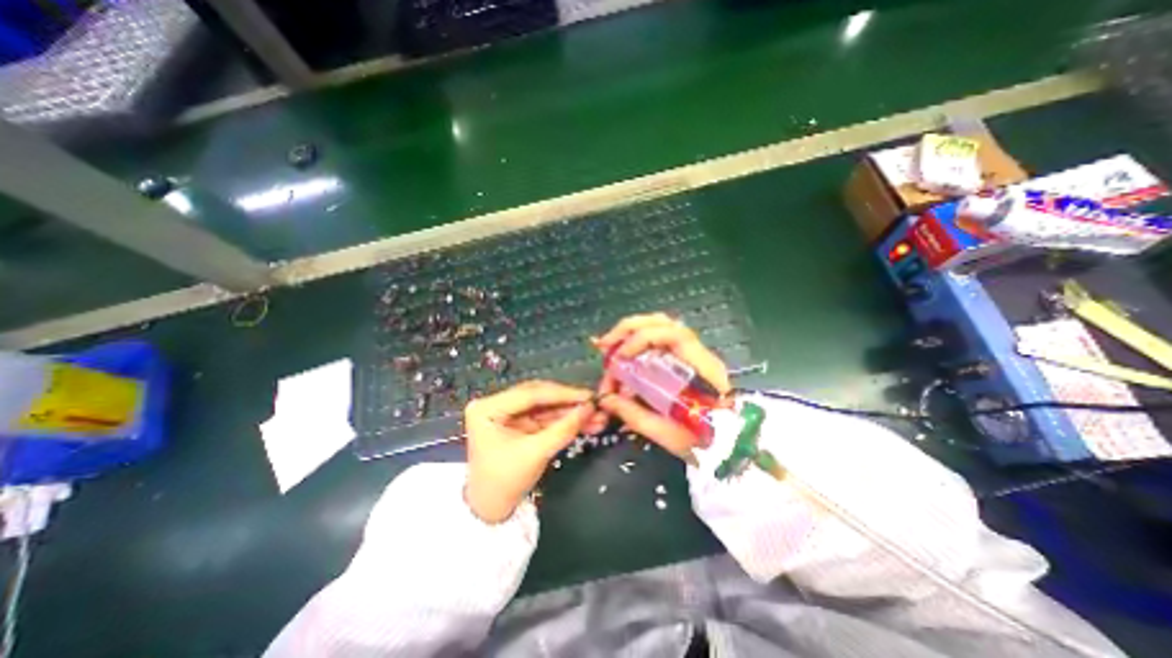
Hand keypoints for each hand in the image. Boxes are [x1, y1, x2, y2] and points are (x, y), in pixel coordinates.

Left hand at [463, 380, 602, 523]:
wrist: (492, 510)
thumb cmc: (505, 482)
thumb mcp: (535, 453)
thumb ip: (563, 428)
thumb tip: (590, 408)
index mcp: (488, 407)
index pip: (530, 394)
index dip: (563, 394)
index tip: (589, 396)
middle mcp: (497, 404)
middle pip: (539, 397)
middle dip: (569, 403)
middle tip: (595, 404)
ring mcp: (509, 413)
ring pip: (546, 407)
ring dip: (571, 412)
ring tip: (596, 416)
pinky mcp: (521, 423)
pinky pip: (546, 417)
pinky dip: (565, 420)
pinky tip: (586, 422)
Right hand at [596, 313, 728, 459]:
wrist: (730, 447)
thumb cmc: (704, 442)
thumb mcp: (667, 433)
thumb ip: (634, 414)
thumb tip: (605, 399)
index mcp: (702, 368)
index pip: (674, 335)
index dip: (642, 339)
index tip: (621, 358)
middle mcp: (698, 353)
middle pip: (664, 322)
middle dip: (629, 329)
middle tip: (605, 345)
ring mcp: (692, 353)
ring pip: (661, 325)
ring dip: (632, 331)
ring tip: (611, 345)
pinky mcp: (684, 359)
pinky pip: (659, 338)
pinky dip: (638, 339)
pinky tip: (624, 352)